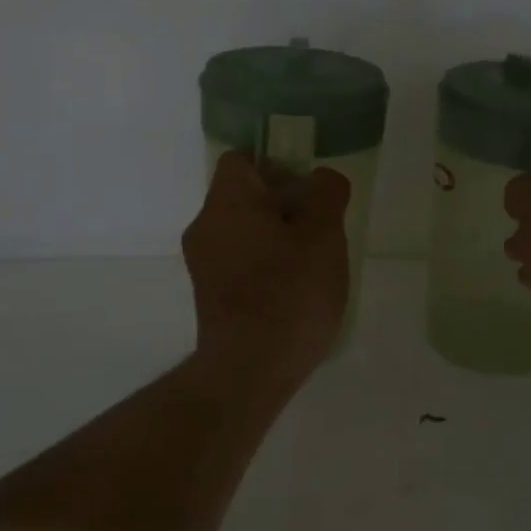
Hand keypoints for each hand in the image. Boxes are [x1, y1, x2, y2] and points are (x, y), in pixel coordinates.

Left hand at [183, 152, 351, 389]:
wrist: (249, 370)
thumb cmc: (289, 293)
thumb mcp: (324, 236)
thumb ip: (327, 195)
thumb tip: (322, 178)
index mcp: (227, 202)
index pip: (243, 160)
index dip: (278, 165)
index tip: (309, 191)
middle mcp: (205, 227)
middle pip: (245, 196)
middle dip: (285, 205)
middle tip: (321, 228)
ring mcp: (203, 264)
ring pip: (244, 231)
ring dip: (278, 237)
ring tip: (313, 263)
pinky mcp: (209, 296)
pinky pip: (239, 261)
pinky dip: (265, 264)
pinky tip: (294, 290)